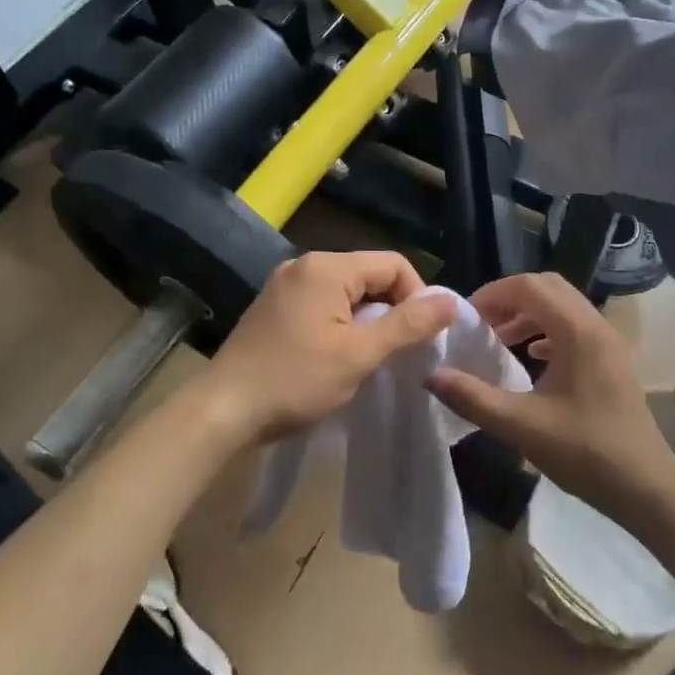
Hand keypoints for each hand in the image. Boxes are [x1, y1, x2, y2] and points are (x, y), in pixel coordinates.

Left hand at [199, 251, 457, 445]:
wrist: (223, 410)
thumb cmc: (295, 380)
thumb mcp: (359, 354)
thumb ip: (407, 325)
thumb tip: (451, 302)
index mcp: (326, 268)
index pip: (393, 264)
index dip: (417, 296)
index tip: (420, 337)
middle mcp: (303, 266)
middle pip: (369, 275)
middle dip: (392, 309)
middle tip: (398, 351)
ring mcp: (284, 286)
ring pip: (346, 293)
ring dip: (367, 320)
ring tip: (371, 357)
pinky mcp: (273, 309)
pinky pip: (322, 305)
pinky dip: (341, 325)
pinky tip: (338, 356)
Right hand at [426, 273, 674, 522]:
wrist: (644, 486)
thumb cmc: (584, 452)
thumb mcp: (521, 425)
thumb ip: (473, 398)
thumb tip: (431, 376)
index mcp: (578, 332)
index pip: (529, 286)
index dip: (492, 294)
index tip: (466, 319)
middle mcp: (597, 326)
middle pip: (548, 288)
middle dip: (509, 299)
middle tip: (480, 324)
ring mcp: (609, 343)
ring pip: (563, 306)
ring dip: (528, 314)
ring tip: (499, 339)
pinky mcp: (612, 361)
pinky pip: (575, 328)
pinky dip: (547, 331)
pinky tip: (531, 357)